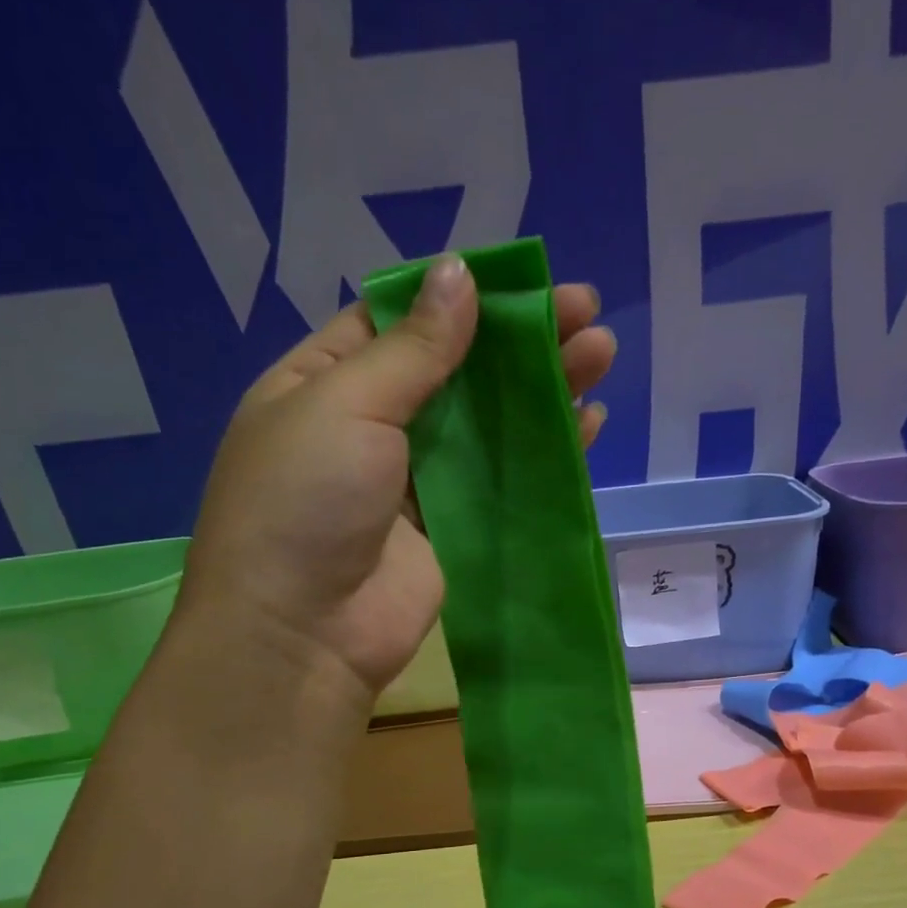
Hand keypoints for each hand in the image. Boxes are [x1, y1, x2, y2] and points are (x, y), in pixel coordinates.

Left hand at [180, 256, 616, 695]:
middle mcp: (374, 428)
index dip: (461, 297)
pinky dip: (545, 453)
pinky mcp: (455, 530)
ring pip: (489, 425)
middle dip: (519, 340)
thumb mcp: (346, 404)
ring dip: (543, 390)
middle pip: (458, 371)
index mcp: (327, 383)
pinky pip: (505, 481)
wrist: (304, 632)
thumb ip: (414, 349)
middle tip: (585, 311)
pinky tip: (588, 424)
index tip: (523, 281)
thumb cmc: (305, 502)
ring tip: (602, 353)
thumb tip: (459, 275)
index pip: (401, 322)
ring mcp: (418, 482)